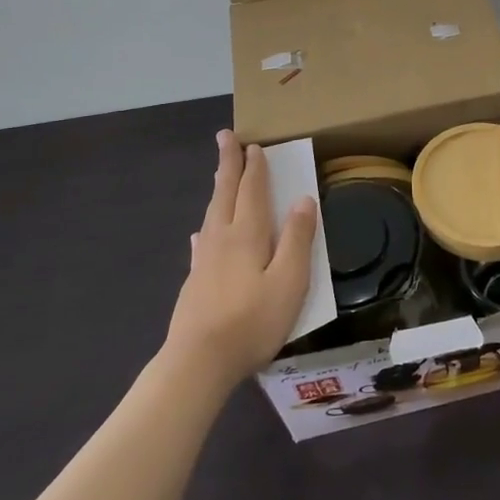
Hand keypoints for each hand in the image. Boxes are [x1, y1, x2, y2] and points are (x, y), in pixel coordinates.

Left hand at [164, 130, 317, 388]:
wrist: (198, 362)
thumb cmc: (252, 321)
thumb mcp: (289, 281)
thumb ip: (298, 239)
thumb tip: (304, 200)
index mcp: (248, 234)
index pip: (252, 191)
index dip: (255, 168)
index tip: (254, 144)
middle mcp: (222, 238)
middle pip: (225, 193)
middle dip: (228, 164)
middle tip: (225, 137)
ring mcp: (204, 260)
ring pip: (212, 214)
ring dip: (218, 189)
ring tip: (220, 175)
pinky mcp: (195, 281)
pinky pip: (202, 241)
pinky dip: (206, 227)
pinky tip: (201, 233)